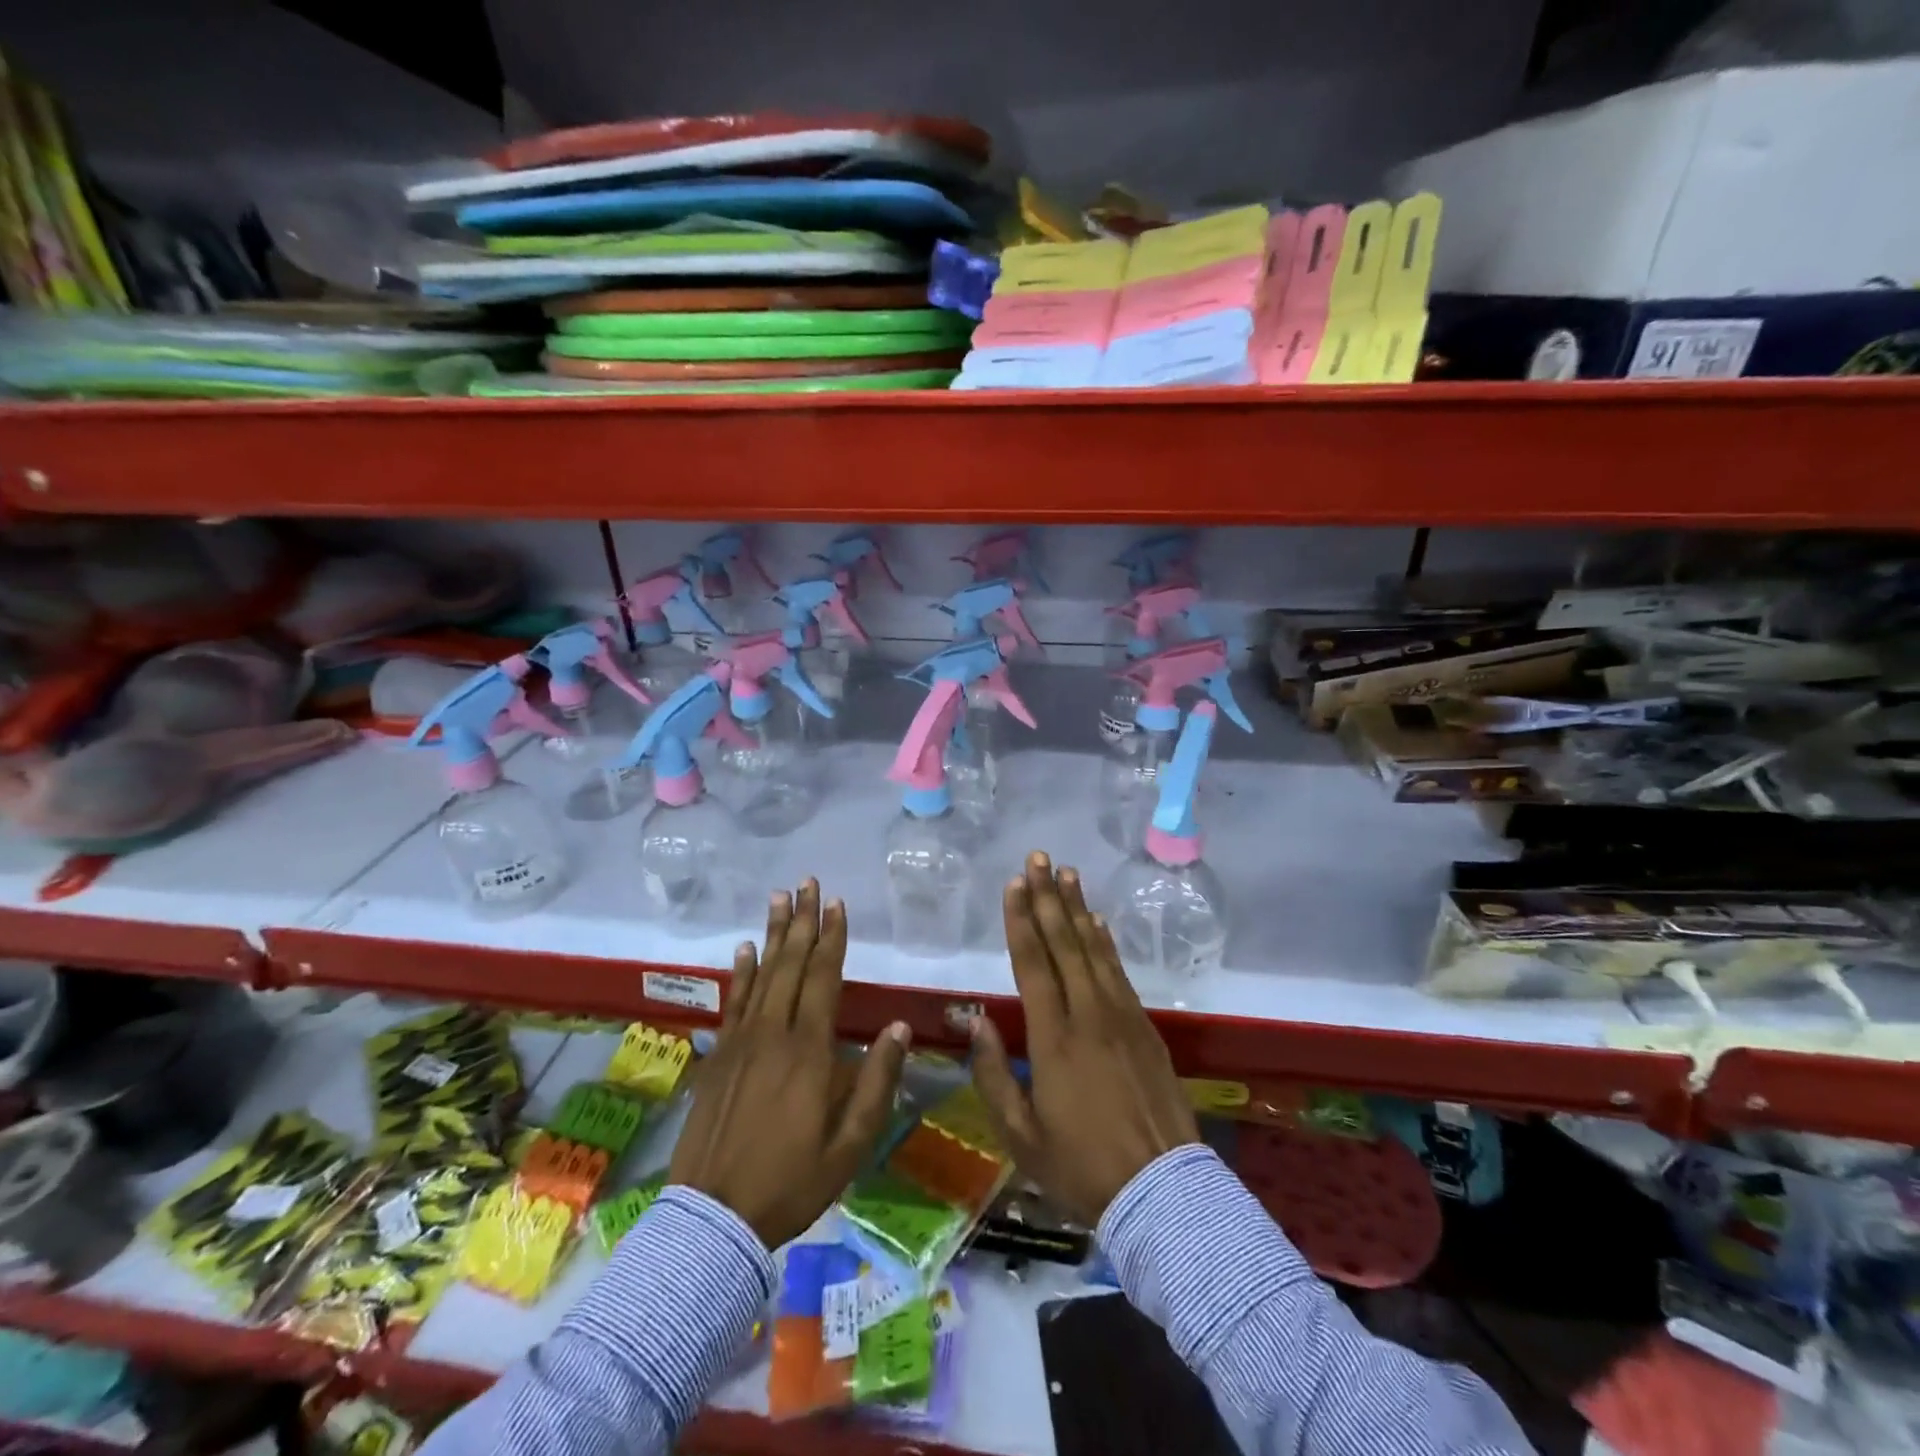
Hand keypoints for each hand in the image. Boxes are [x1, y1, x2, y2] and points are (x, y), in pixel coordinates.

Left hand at [669, 880, 910, 1248]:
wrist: (714, 1219)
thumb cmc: (792, 1181)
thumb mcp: (851, 1143)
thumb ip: (877, 1082)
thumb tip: (901, 1028)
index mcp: (809, 1050)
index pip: (823, 978)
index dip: (831, 938)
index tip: (837, 905)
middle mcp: (773, 1033)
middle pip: (790, 964)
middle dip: (802, 920)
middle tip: (807, 883)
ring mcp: (740, 1042)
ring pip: (760, 974)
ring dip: (771, 934)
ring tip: (778, 898)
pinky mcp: (718, 1056)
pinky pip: (731, 1002)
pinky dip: (739, 972)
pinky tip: (743, 949)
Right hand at [969, 852, 1199, 1226]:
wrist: (1163, 1193)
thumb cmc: (1082, 1168)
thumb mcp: (1021, 1136)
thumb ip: (994, 1075)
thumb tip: (977, 1022)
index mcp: (1053, 1040)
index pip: (1033, 965)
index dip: (1021, 920)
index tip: (1014, 884)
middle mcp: (1089, 1016)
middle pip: (1065, 944)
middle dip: (1048, 898)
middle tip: (1038, 859)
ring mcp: (1122, 1018)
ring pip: (1095, 950)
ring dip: (1078, 909)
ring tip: (1067, 874)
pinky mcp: (1146, 1028)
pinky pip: (1120, 972)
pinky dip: (1106, 942)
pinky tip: (1098, 922)